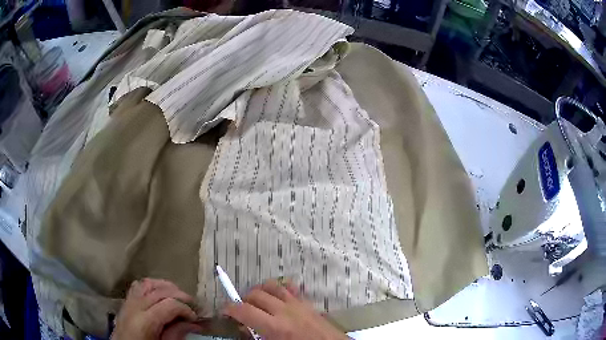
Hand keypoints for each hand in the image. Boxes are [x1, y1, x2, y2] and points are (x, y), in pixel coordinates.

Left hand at [111, 278, 202, 339]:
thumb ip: (177, 334)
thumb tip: (194, 324)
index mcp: (145, 322)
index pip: (169, 305)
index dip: (186, 309)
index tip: (196, 318)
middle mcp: (135, 307)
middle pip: (160, 291)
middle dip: (180, 295)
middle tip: (193, 305)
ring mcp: (128, 302)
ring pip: (148, 283)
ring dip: (165, 286)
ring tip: (178, 295)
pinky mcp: (125, 302)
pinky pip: (137, 286)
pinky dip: (150, 285)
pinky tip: (159, 293)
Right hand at [223, 279, 347, 339]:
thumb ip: (256, 338)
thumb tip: (245, 328)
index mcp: (275, 327)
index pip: (244, 310)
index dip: (229, 309)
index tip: (225, 312)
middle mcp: (284, 311)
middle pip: (255, 294)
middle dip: (244, 300)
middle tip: (242, 311)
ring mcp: (297, 304)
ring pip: (272, 285)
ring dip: (260, 291)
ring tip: (257, 302)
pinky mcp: (307, 302)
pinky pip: (290, 287)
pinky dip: (280, 288)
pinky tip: (278, 297)